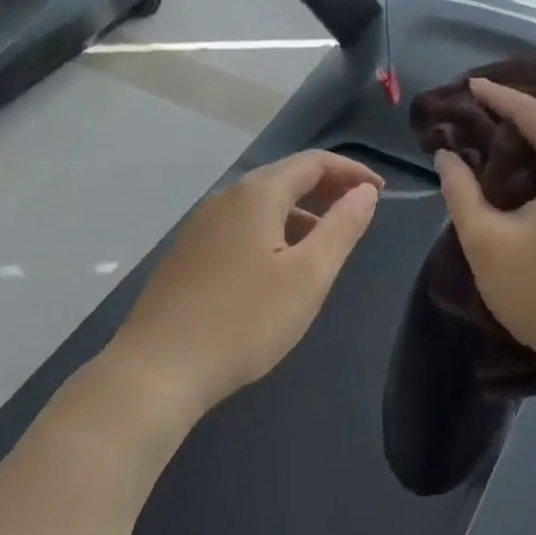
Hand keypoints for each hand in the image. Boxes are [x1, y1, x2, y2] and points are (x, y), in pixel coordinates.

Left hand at [108, 151, 382, 415]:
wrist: (156, 371)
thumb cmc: (244, 320)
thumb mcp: (308, 276)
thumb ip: (342, 227)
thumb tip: (365, 192)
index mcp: (257, 193)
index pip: (314, 162)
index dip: (351, 171)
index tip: (379, 192)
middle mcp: (226, 197)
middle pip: (286, 177)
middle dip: (327, 188)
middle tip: (358, 211)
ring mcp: (201, 224)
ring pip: (262, 203)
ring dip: (300, 212)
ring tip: (325, 243)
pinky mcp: (188, 252)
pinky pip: (242, 224)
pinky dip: (273, 229)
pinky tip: (279, 265)